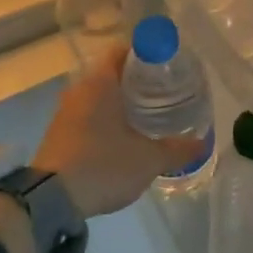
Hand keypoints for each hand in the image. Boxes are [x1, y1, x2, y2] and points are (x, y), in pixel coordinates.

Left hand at [32, 46, 208, 217]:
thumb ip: (177, 149)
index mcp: (100, 82)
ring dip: (120, 102)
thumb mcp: (148, 159)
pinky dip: (106, 119)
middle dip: (137, 81)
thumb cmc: (102, 165)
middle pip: (112, 73)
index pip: (123, 51)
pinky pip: (87, 115)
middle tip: (164, 91)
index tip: (167, 66)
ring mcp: (65, 112)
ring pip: (98, 96)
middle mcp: (80, 89)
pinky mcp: (58, 133)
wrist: (50, 200)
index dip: (146, 55)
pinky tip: (123, 136)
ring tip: (148, 114)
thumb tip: (201, 143)